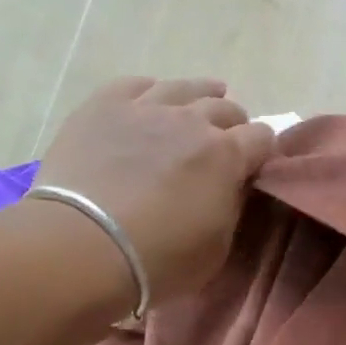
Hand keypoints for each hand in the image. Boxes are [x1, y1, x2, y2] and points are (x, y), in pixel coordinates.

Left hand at [33, 77, 273, 302]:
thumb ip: (231, 208)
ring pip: (184, 87)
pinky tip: (151, 98)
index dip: (262, 152)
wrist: (83, 247)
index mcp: (227, 156)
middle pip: (225, 109)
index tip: (255, 166)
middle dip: (232, 126)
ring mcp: (146, 108)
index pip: (262, 138)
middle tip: (224, 145)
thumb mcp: (217, 247)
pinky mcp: (103, 106)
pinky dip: (150, 90)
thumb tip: (231, 186)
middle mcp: (192, 121)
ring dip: (199, 96)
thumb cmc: (159, 261)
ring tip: (201, 103)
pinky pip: (134, 84)